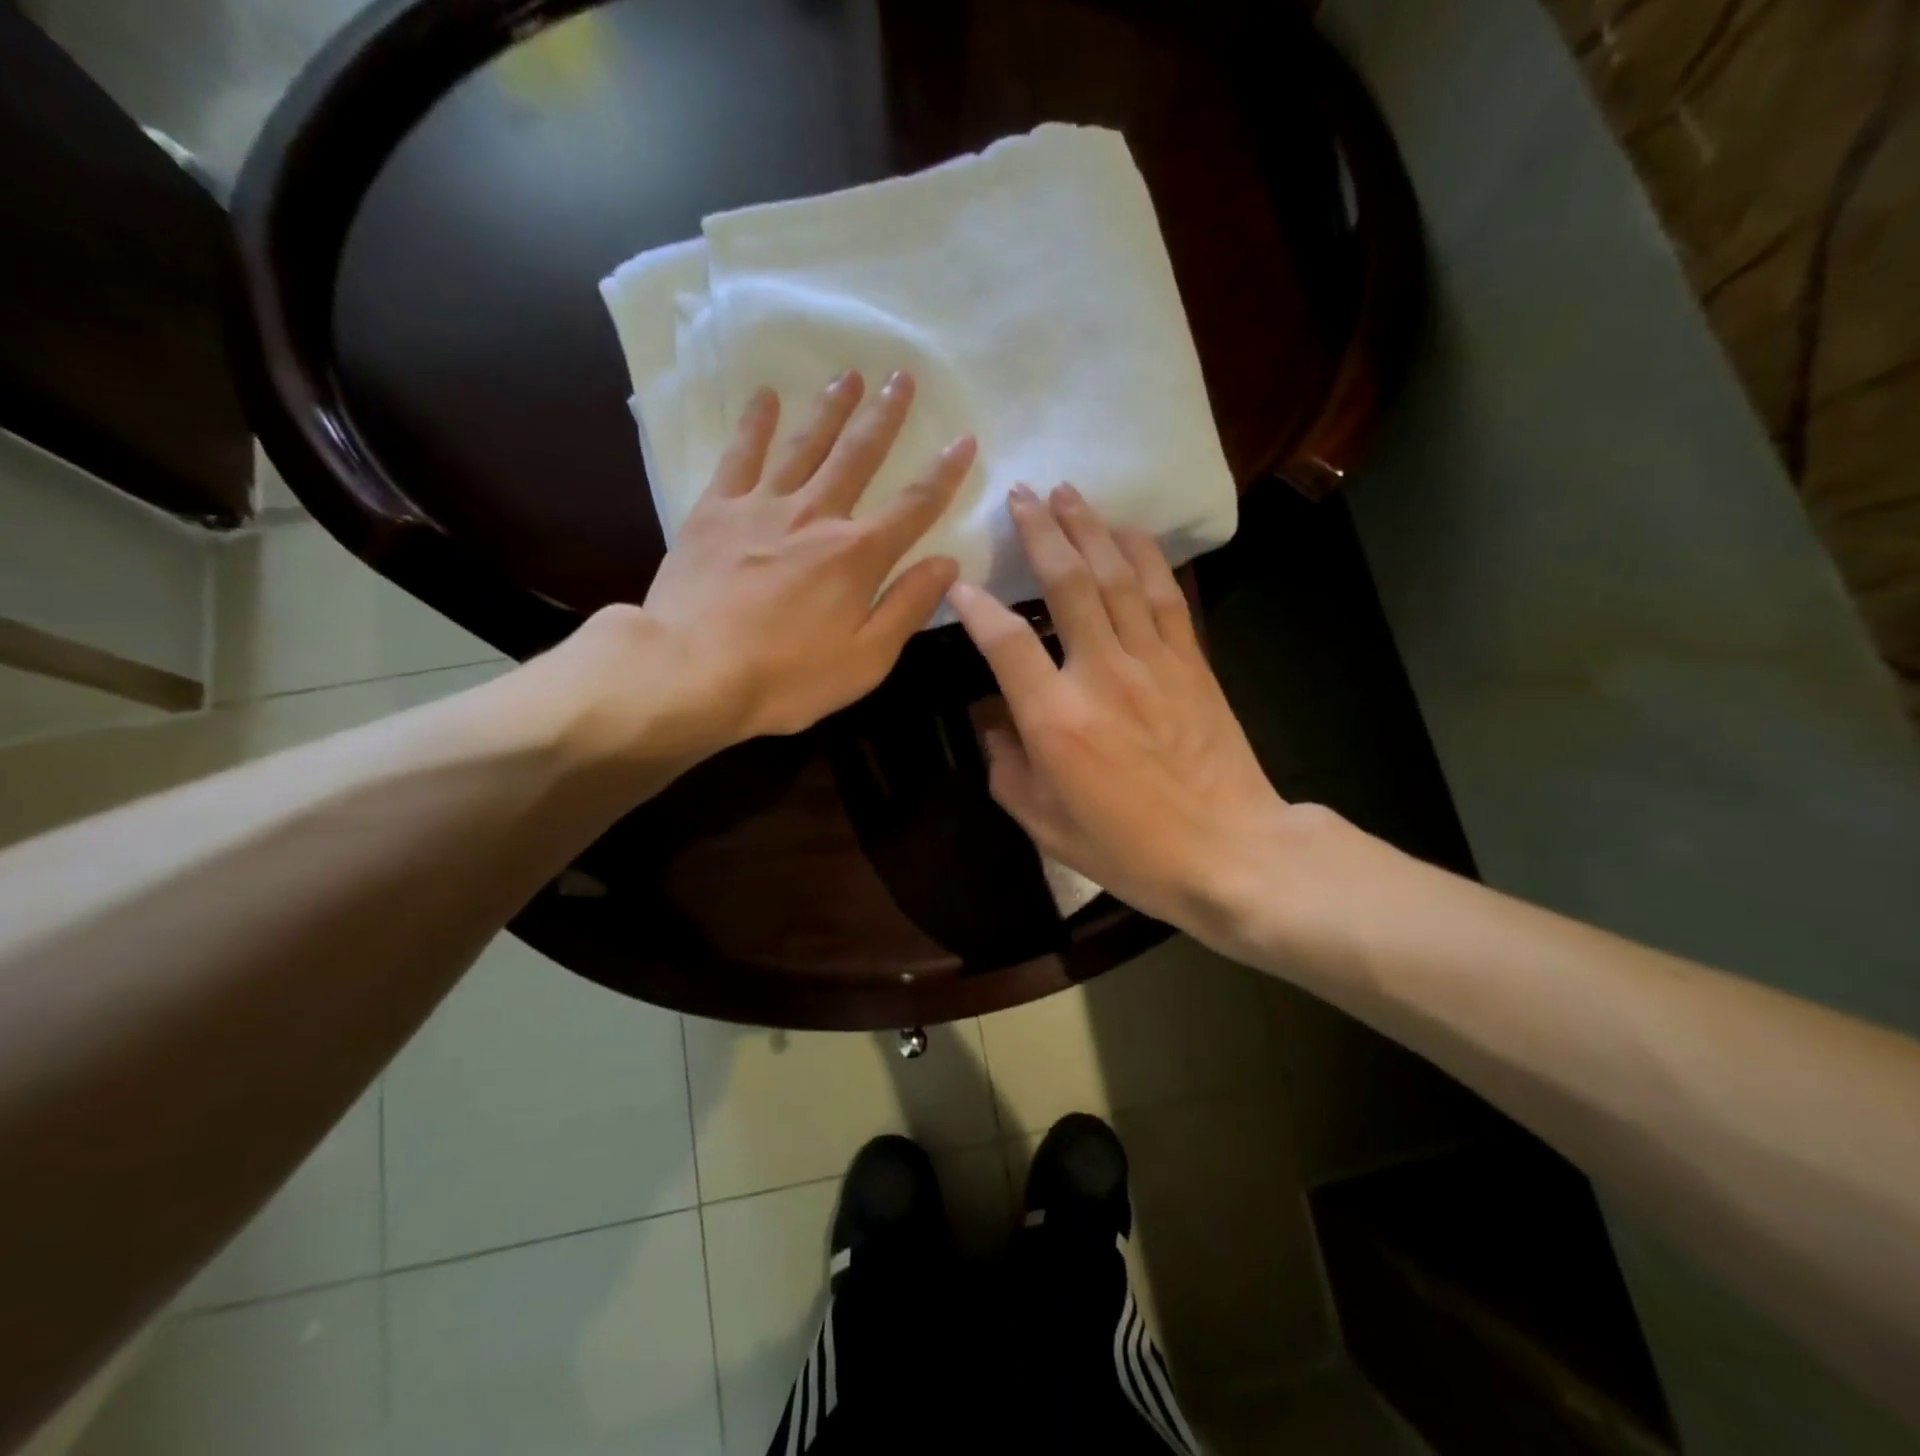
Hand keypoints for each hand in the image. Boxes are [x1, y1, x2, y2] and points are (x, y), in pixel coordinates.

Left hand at [549, 369, 972, 774]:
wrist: (690, 673)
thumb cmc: (786, 678)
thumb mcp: (865, 660)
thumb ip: (907, 607)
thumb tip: (947, 564)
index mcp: (858, 555)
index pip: (914, 505)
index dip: (944, 472)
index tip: (964, 438)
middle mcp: (816, 517)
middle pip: (859, 456)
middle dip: (886, 416)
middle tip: (903, 376)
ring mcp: (762, 507)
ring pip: (805, 444)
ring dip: (831, 408)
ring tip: (849, 375)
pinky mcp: (715, 511)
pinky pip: (740, 456)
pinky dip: (755, 424)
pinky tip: (767, 398)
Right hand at [948, 484, 1305, 935]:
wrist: (1230, 851)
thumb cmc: (1130, 850)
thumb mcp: (1046, 826)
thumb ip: (1008, 771)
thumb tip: (995, 727)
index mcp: (1056, 719)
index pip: (1005, 643)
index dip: (976, 607)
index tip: (960, 583)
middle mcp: (1101, 674)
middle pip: (1067, 584)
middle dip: (1040, 533)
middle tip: (1021, 495)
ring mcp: (1153, 662)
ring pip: (1117, 576)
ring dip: (1090, 528)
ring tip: (1068, 493)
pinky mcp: (1192, 661)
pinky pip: (1164, 595)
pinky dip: (1144, 556)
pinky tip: (1128, 532)